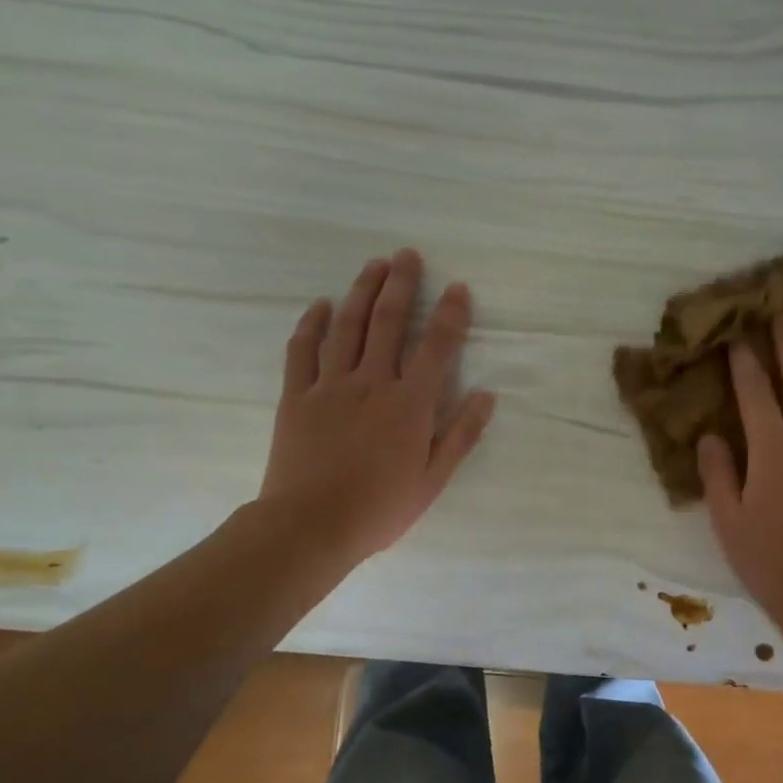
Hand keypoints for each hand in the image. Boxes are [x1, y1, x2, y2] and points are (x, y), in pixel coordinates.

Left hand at [256, 249, 495, 574]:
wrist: (309, 527)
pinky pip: (302, 351)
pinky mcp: (296, 397)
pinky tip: (321, 305)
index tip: (457, 288)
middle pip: (388, 322)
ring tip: (373, 265)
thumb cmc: (379, 508)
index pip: (436, 347)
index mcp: (409, 404)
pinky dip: (311, 324)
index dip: (449, 314)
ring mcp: (329, 386)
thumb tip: (487, 395)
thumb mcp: (433, 480)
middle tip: (407, 255)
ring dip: (361, 292)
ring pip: (346, 327)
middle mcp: (371, 383)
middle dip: (401, 285)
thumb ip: (461, 435)